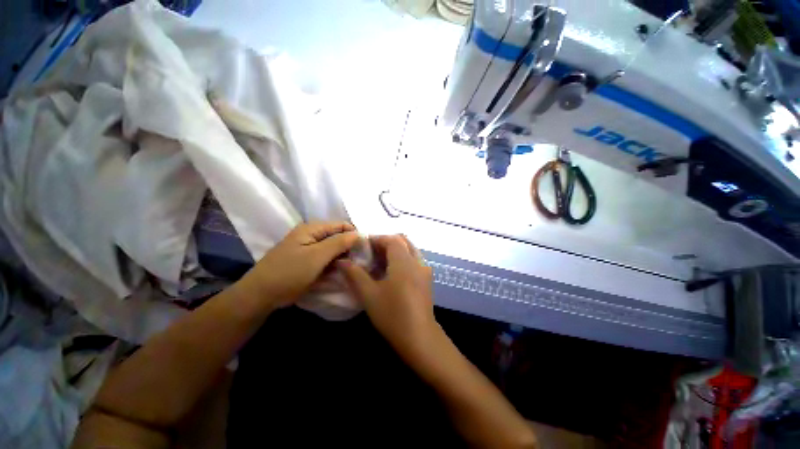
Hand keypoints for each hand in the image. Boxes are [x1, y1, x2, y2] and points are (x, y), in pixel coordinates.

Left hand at [237, 222, 359, 308]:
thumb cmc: (289, 272)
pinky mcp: (309, 260)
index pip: (342, 225)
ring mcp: (310, 248)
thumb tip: (359, 234)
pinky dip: (334, 264)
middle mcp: (312, 235)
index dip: (354, 235)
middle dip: (349, 247)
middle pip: (338, 236)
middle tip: (359, 262)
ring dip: (343, 257)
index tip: (364, 249)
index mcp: (313, 228)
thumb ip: (339, 243)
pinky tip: (340, 271)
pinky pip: (327, 258)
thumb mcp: (317, 256)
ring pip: (334, 249)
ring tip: (351, 268)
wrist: (261, 295)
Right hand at [338, 235, 440, 363]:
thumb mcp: (369, 294)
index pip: (391, 239)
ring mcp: (424, 270)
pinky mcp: (427, 280)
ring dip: (395, 251)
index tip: (363, 245)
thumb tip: (341, 261)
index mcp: (404, 261)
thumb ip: (355, 274)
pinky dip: (403, 259)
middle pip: (403, 242)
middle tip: (370, 253)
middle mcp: (417, 261)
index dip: (377, 239)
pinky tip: (392, 273)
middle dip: (386, 243)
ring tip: (380, 262)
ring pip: (410, 250)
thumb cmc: (392, 313)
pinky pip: (414, 260)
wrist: (419, 336)